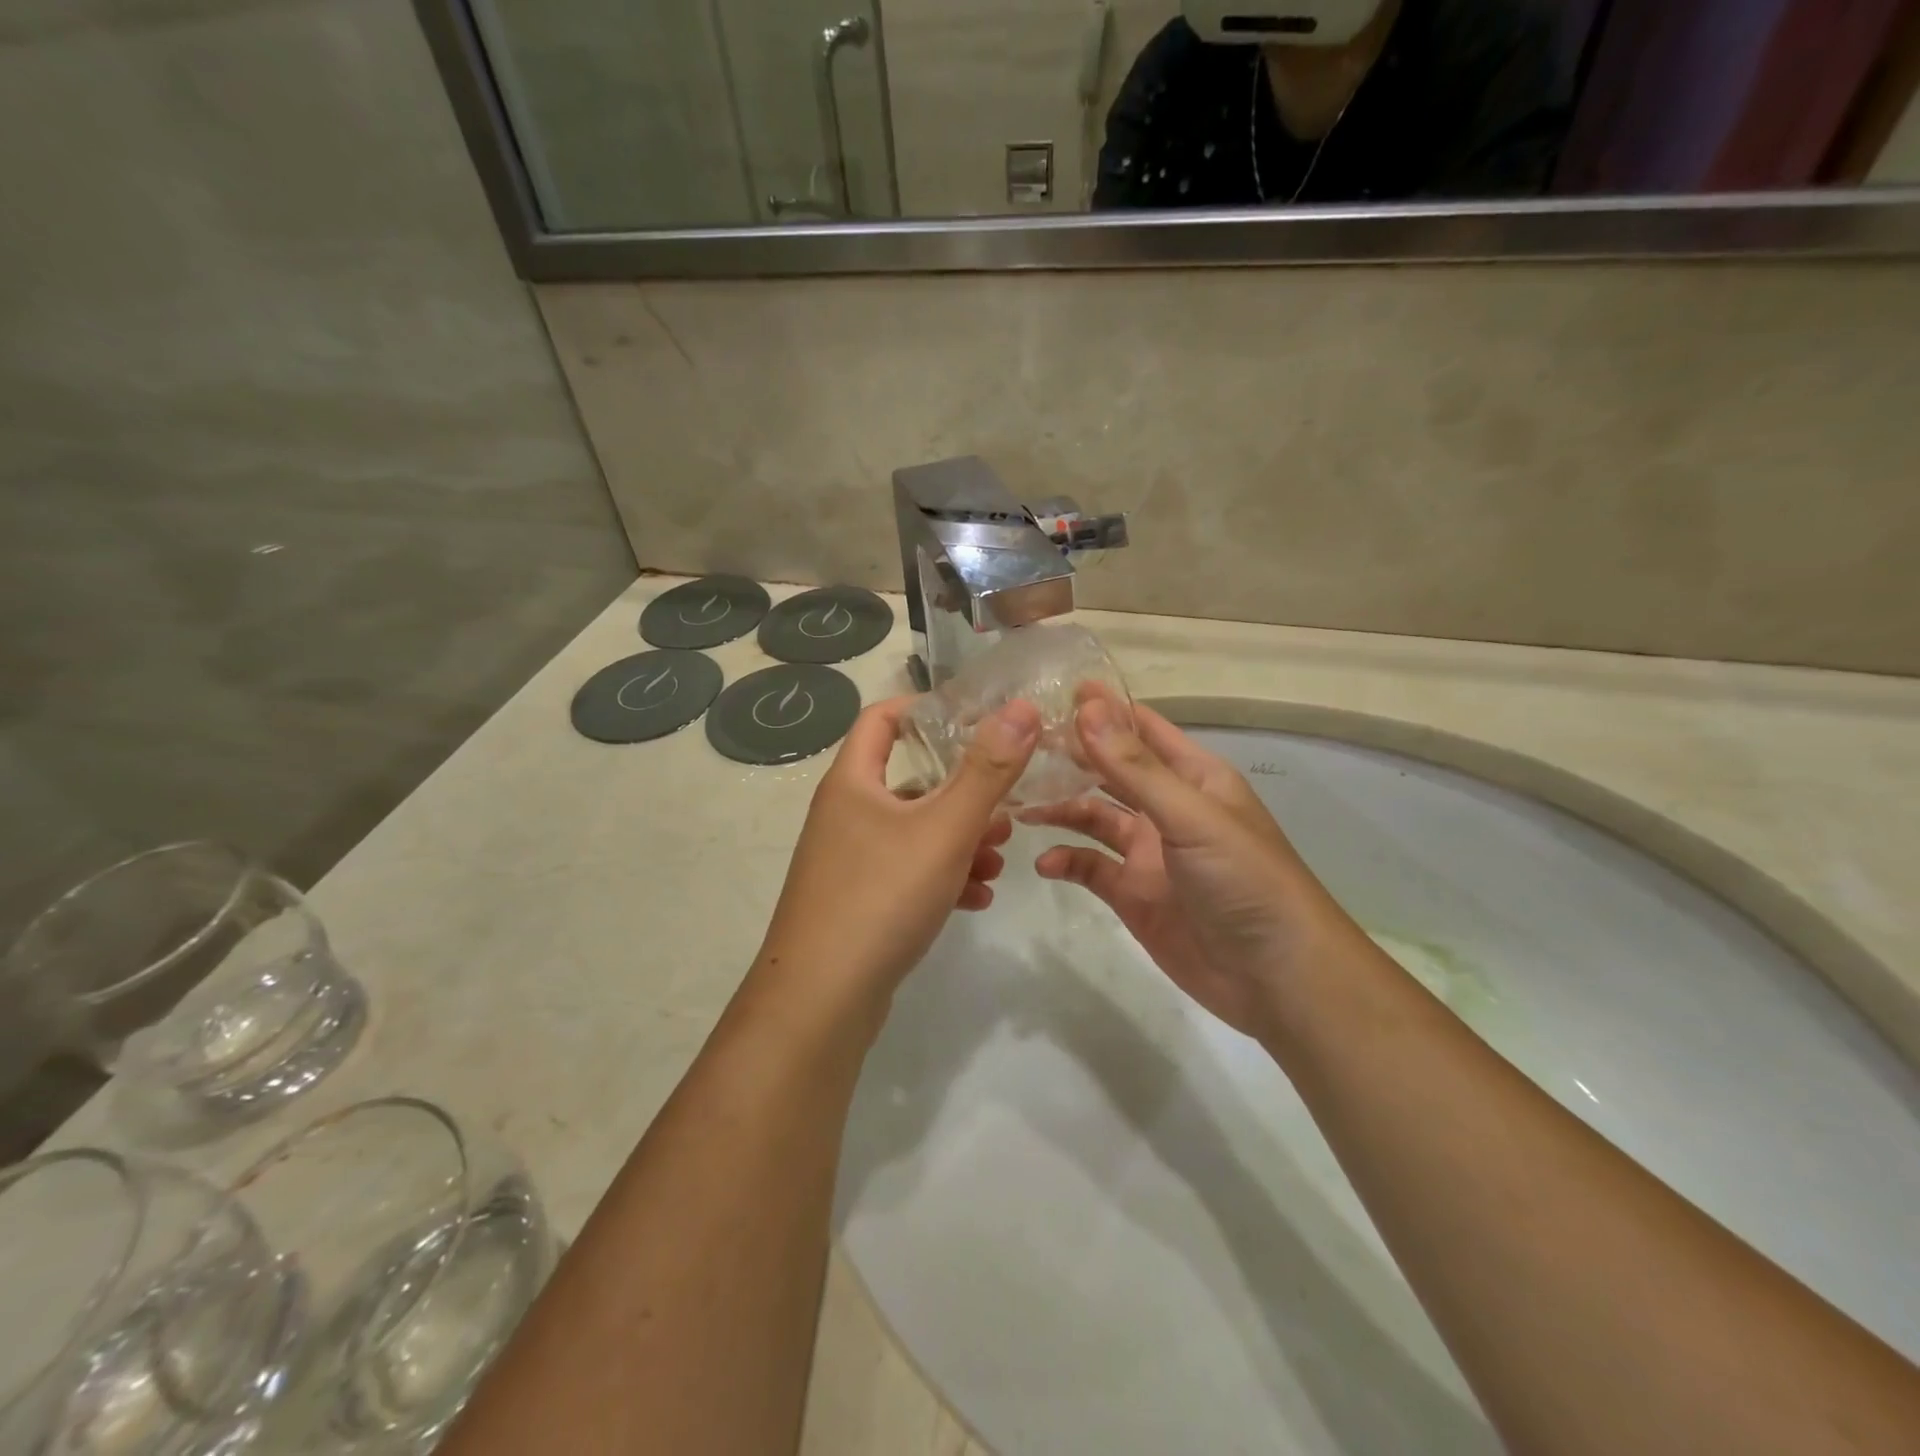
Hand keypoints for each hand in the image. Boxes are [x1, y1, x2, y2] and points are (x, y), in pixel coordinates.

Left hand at [755, 695, 1040, 1015]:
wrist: (820, 1001)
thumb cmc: (881, 897)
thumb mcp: (945, 829)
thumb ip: (987, 770)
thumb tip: (1022, 707)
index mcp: (852, 782)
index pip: (881, 718)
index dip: (925, 709)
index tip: (975, 719)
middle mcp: (845, 815)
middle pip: (908, 782)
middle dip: (962, 792)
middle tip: (1007, 808)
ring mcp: (848, 862)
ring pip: (914, 834)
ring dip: (959, 841)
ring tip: (1000, 860)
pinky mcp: (857, 903)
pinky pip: (907, 875)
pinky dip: (942, 877)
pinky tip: (977, 899)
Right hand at [1022, 695, 1356, 1040]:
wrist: (1276, 979)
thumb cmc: (1244, 880)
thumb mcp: (1190, 816)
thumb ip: (1135, 767)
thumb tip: (1087, 708)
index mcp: (1194, 778)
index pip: (1143, 729)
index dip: (1103, 709)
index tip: (1054, 691)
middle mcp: (1169, 809)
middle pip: (1112, 772)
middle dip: (1072, 757)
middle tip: (1021, 746)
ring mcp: (1150, 854)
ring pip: (1095, 818)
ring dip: (1062, 808)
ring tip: (1021, 804)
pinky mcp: (1135, 895)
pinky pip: (1092, 868)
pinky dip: (1067, 861)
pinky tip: (1045, 864)